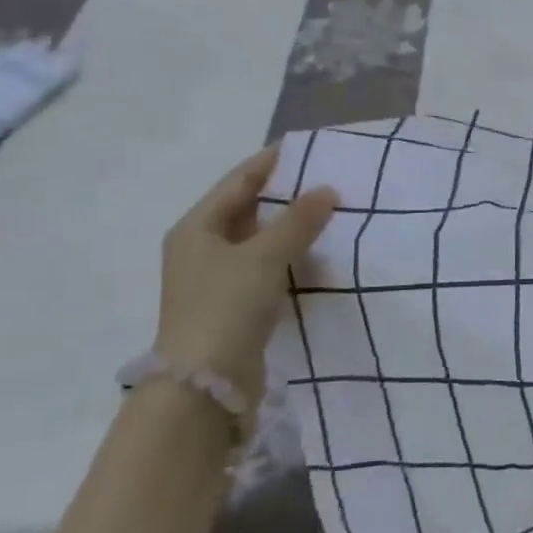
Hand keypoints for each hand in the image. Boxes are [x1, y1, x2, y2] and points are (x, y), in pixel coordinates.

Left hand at [153, 146, 337, 404]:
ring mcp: (219, 280)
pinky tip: (322, 257)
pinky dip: (293, 259)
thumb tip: (327, 189)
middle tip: (331, 181)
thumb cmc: (226, 307)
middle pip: (250, 210)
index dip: (273, 162)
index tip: (310, 147)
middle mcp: (203, 249)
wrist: (204, 385)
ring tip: (335, 215)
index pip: (239, 181)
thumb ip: (298, 221)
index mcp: (197, 228)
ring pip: (262, 241)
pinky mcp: (237, 306)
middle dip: (288, 196)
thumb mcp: (265, 257)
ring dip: (294, 229)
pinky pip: (270, 269)